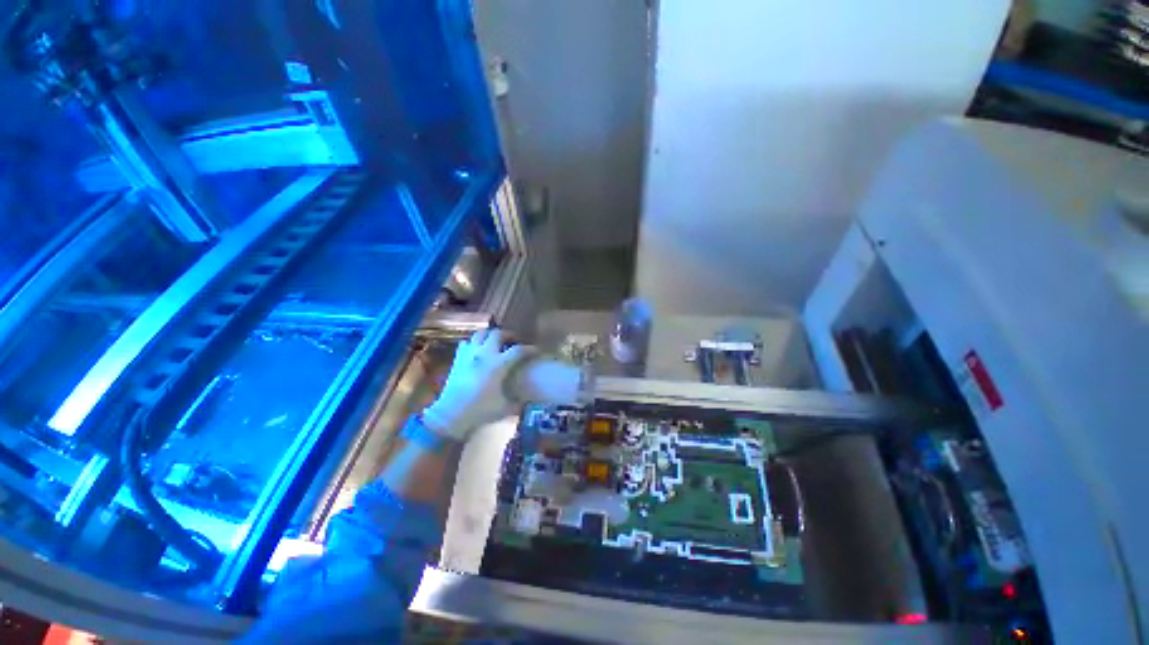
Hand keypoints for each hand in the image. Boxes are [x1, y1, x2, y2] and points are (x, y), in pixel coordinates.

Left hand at [422, 328, 526, 439]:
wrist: (450, 415)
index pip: (518, 350)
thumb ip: (517, 402)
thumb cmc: (480, 410)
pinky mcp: (458, 359)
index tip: (536, 350)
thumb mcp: (504, 408)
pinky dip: (473, 343)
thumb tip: (526, 401)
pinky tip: (477, 350)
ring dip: (489, 335)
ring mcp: (469, 355)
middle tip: (513, 340)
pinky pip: (466, 343)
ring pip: (480, 334)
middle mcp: (484, 354)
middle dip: (508, 335)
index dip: (530, 349)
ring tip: (495, 341)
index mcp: (498, 365)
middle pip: (497, 334)